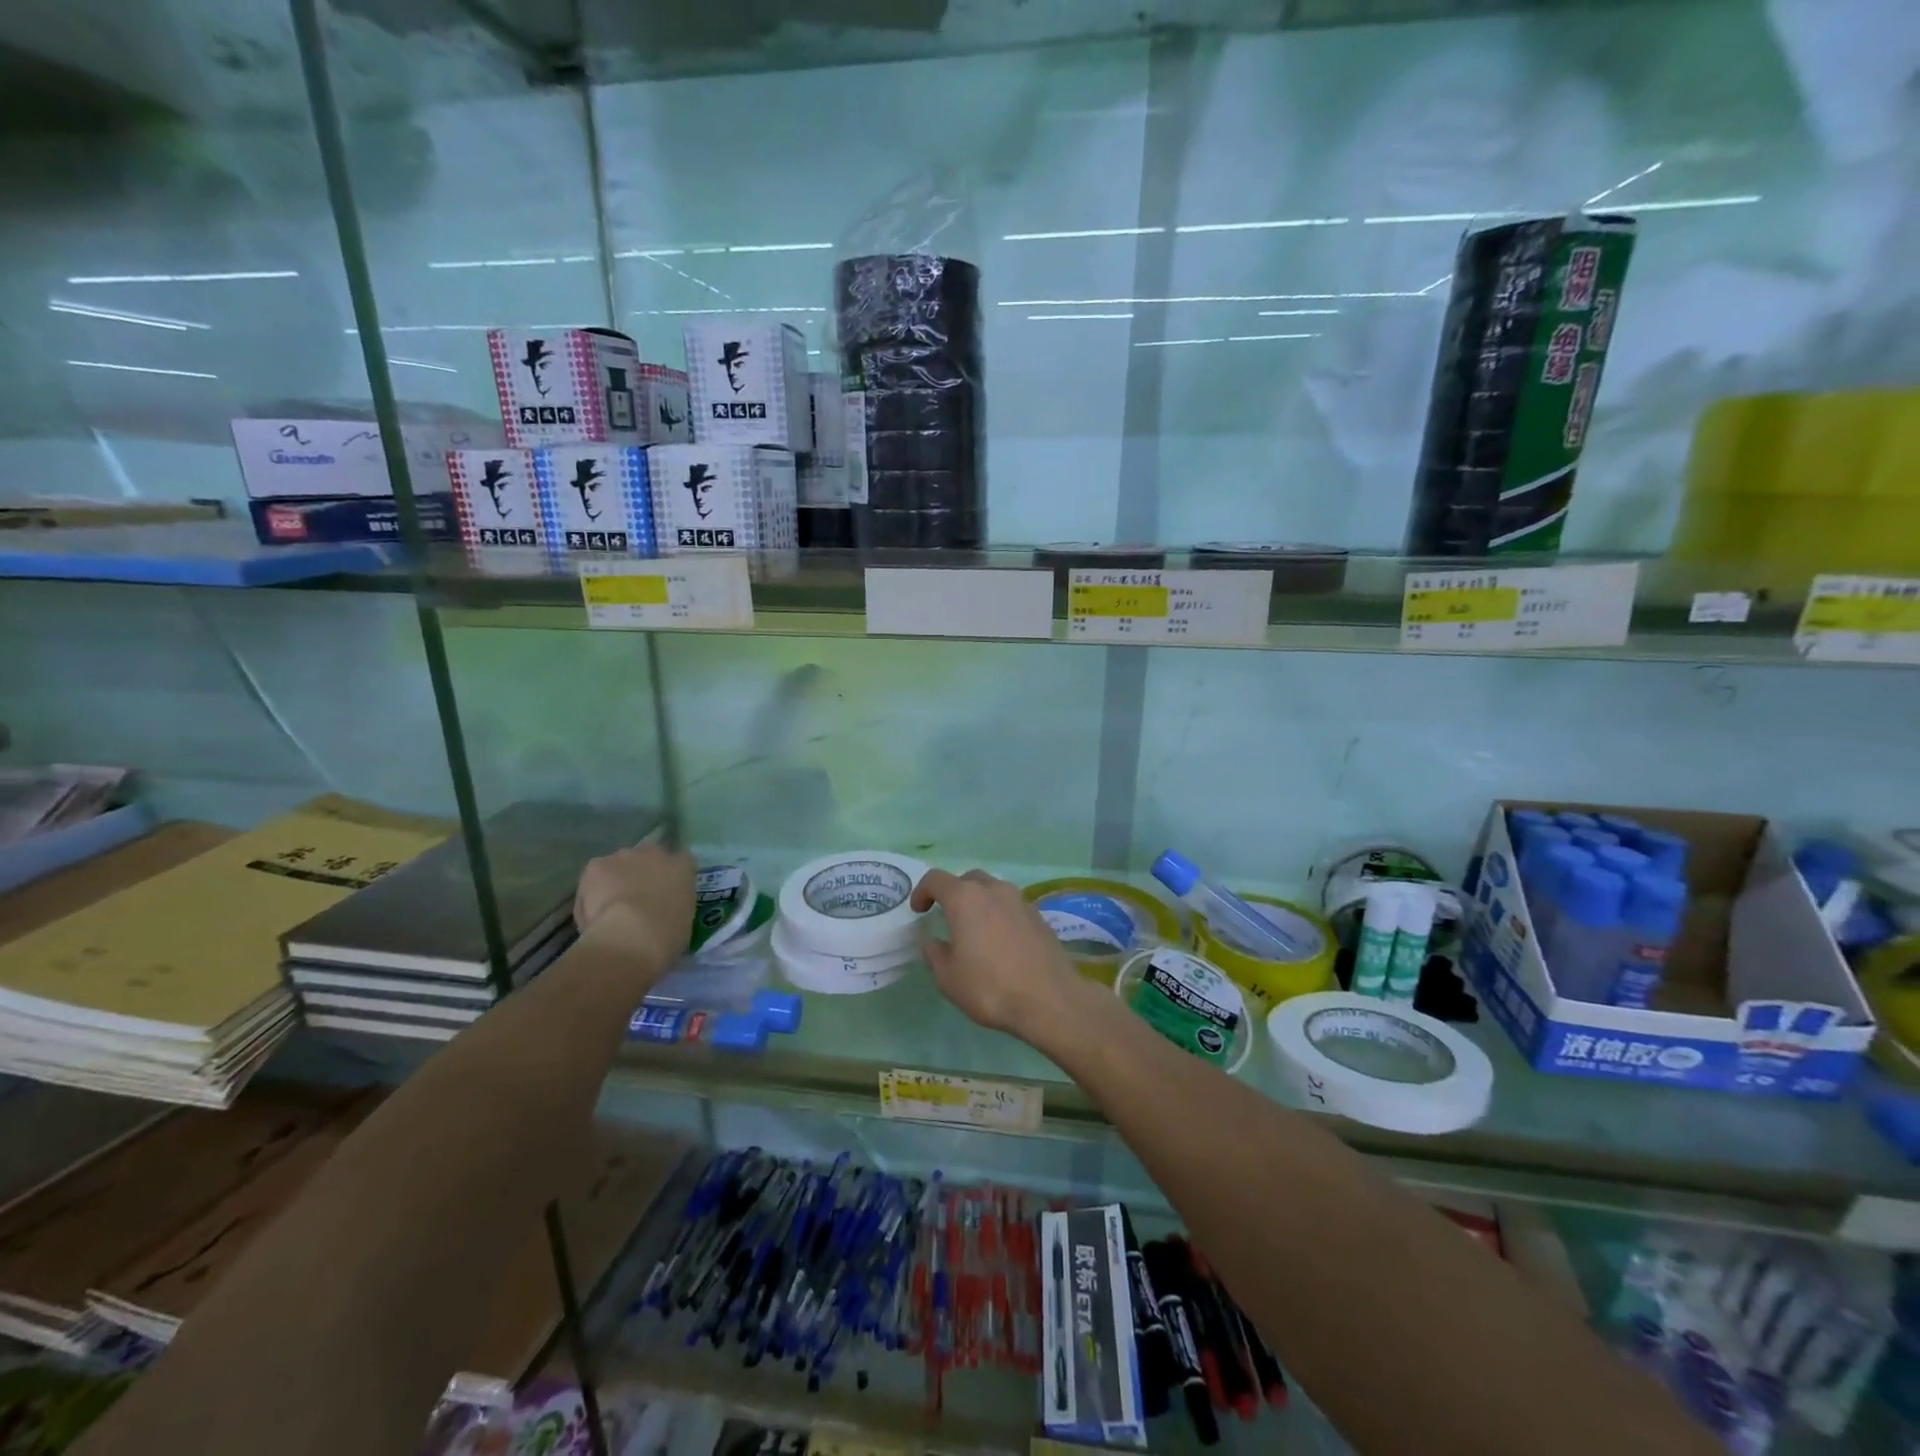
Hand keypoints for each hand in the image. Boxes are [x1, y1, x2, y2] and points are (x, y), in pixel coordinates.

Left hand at [575, 842, 695, 968]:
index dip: (670, 877)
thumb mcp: (684, 920)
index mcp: (684, 866)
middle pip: (647, 858)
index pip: (681, 861)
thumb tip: (663, 910)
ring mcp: (624, 856)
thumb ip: (675, 906)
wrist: (633, 935)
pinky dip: (590, 894)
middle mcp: (656, 853)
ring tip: (609, 911)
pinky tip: (592, 916)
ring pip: (618, 866)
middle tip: (636, 902)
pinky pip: (593, 879)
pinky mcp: (596, 865)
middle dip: (641, 875)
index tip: (664, 893)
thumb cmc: (668, 934)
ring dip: (615, 881)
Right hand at [911, 868, 1086, 1037]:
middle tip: (947, 917)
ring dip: (979, 902)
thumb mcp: (948, 978)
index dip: (922, 892)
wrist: (1049, 1000)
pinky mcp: (1039, 915)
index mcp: (964, 898)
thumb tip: (933, 940)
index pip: (936, 879)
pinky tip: (1001, 941)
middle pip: (967, 879)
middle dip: (953, 893)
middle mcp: (993, 890)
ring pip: (993, 890)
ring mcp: (1020, 900)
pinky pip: (1011, 906)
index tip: (919, 911)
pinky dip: (1000, 915)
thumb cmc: (990, 988)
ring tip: (975, 929)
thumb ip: (935, 953)